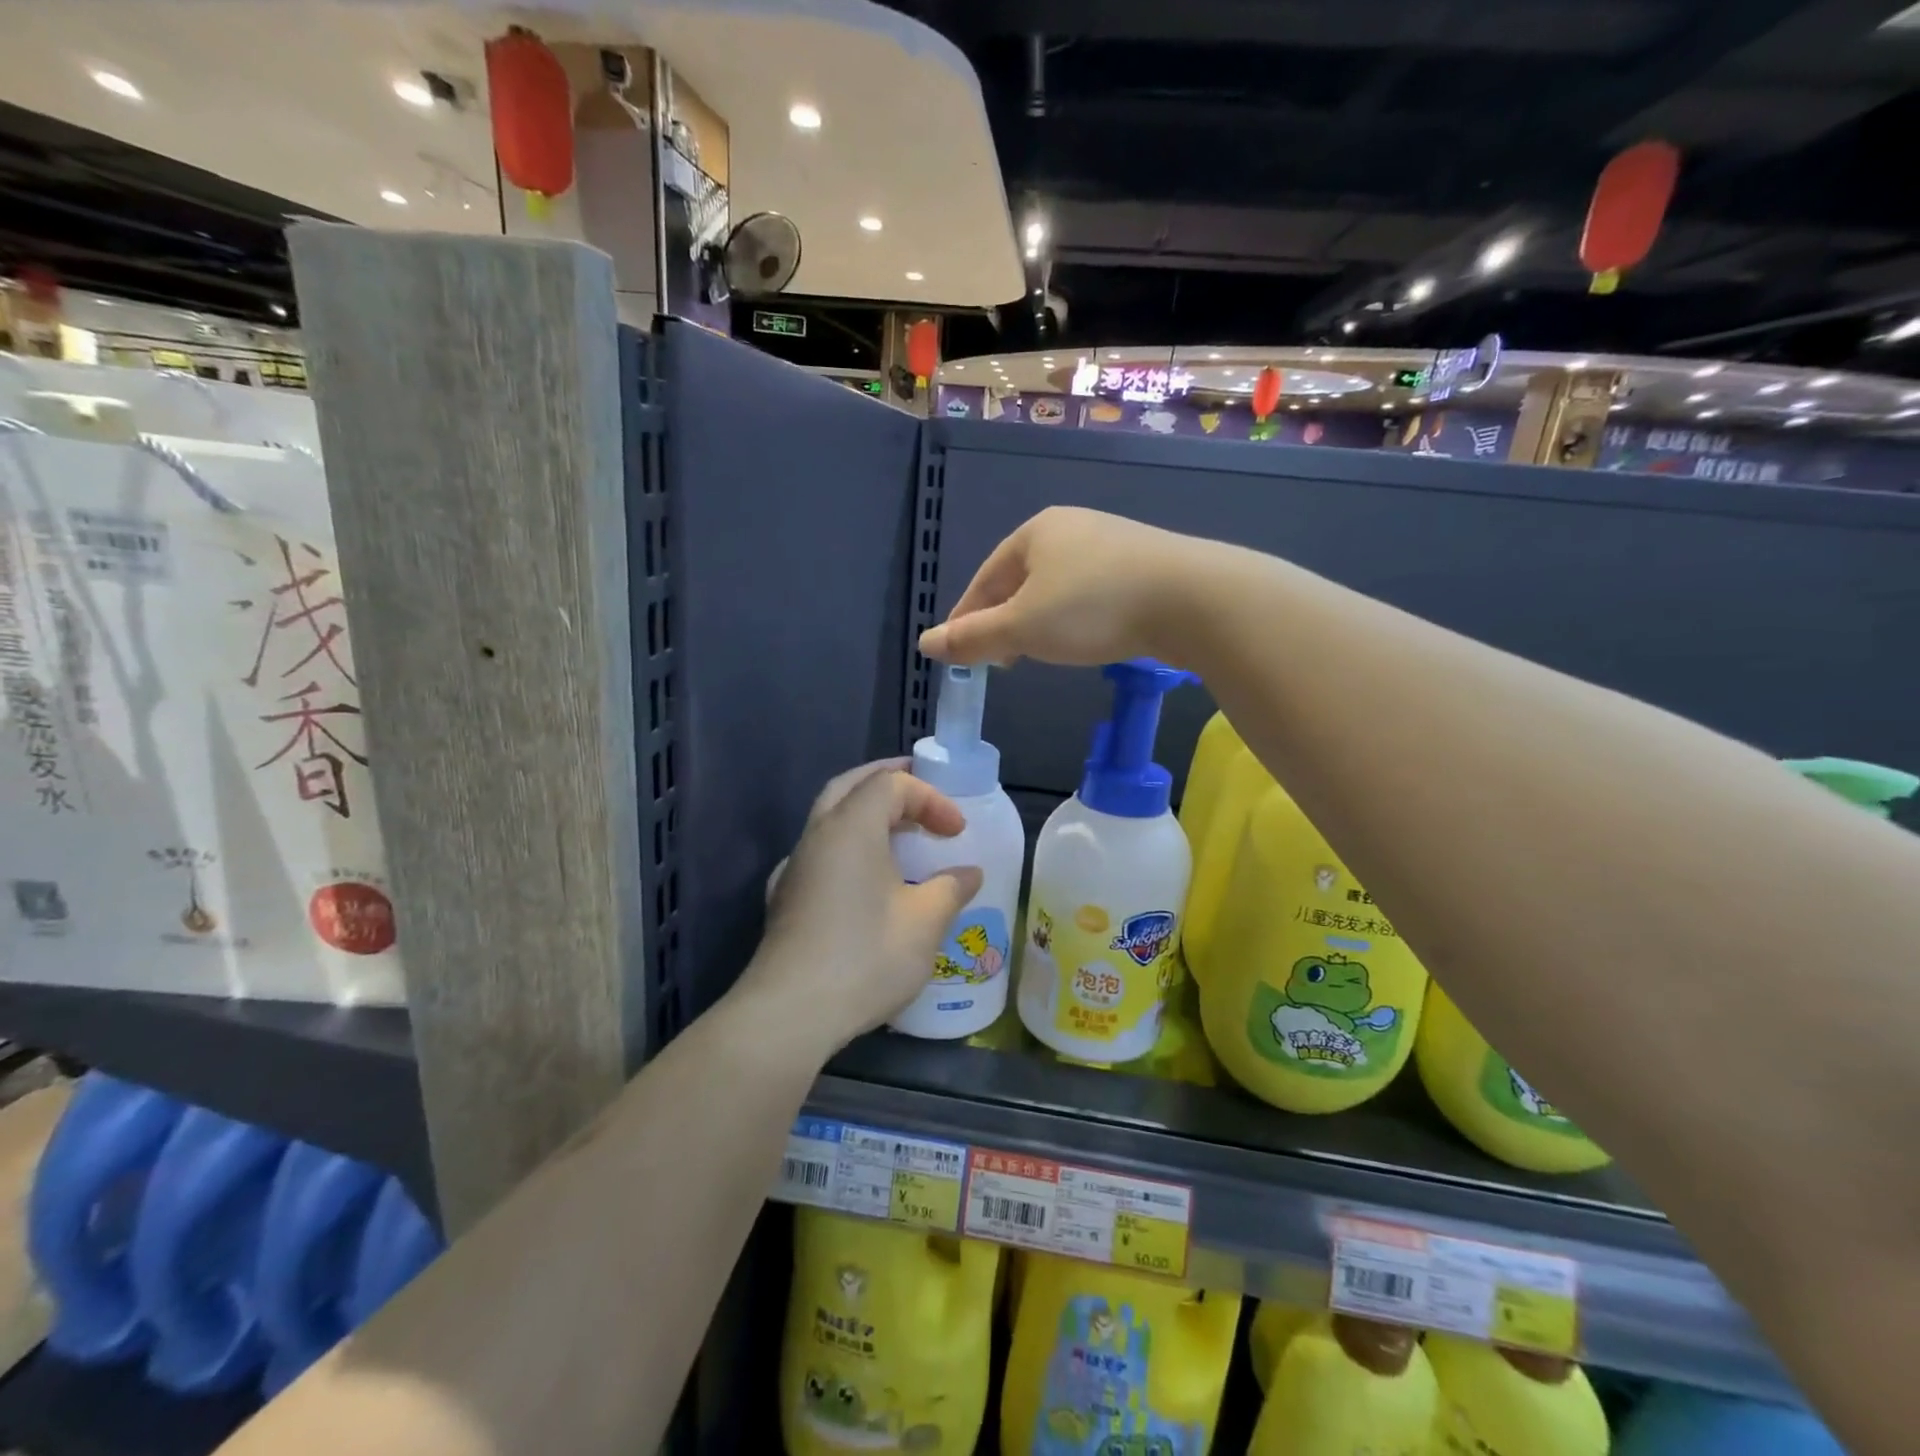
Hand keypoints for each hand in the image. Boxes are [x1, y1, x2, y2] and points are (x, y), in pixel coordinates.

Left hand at [744, 760, 983, 1052]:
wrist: (791, 1012)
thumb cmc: (866, 956)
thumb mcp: (924, 922)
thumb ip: (951, 888)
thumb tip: (969, 873)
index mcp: (850, 827)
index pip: (891, 784)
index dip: (930, 798)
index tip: (957, 831)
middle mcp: (817, 835)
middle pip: (851, 786)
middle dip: (889, 781)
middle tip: (921, 791)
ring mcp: (795, 867)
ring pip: (830, 817)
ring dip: (866, 814)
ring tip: (901, 832)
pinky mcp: (785, 898)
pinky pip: (820, 851)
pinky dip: (848, 845)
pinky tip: (863, 877)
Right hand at [918, 506, 1212, 667]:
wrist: (1191, 598)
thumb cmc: (1093, 607)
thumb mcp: (1022, 628)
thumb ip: (972, 637)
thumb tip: (926, 644)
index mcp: (1035, 532)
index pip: (985, 578)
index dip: (966, 618)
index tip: (957, 652)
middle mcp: (1071, 528)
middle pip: (1020, 581)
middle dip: (1004, 621)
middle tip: (998, 660)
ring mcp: (1111, 544)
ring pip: (1056, 589)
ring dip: (1038, 623)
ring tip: (1036, 654)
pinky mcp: (1142, 565)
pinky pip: (1090, 594)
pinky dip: (1074, 619)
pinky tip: (1083, 640)